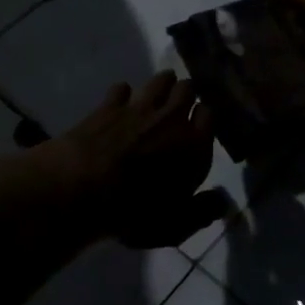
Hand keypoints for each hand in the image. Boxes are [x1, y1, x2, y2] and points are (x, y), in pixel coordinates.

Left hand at [48, 72, 224, 248]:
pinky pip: (123, 87)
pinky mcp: (111, 104)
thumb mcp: (174, 224)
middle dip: (186, 93)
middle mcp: (171, 118)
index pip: (209, 115)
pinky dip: (124, 93)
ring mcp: (140, 107)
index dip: (204, 117)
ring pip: (160, 80)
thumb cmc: (134, 212)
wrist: (82, 187)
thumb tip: (223, 200)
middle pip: (187, 89)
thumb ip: (202, 211)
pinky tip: (121, 103)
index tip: (199, 124)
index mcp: (193, 145)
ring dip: (163, 83)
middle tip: (180, 104)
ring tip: (159, 93)